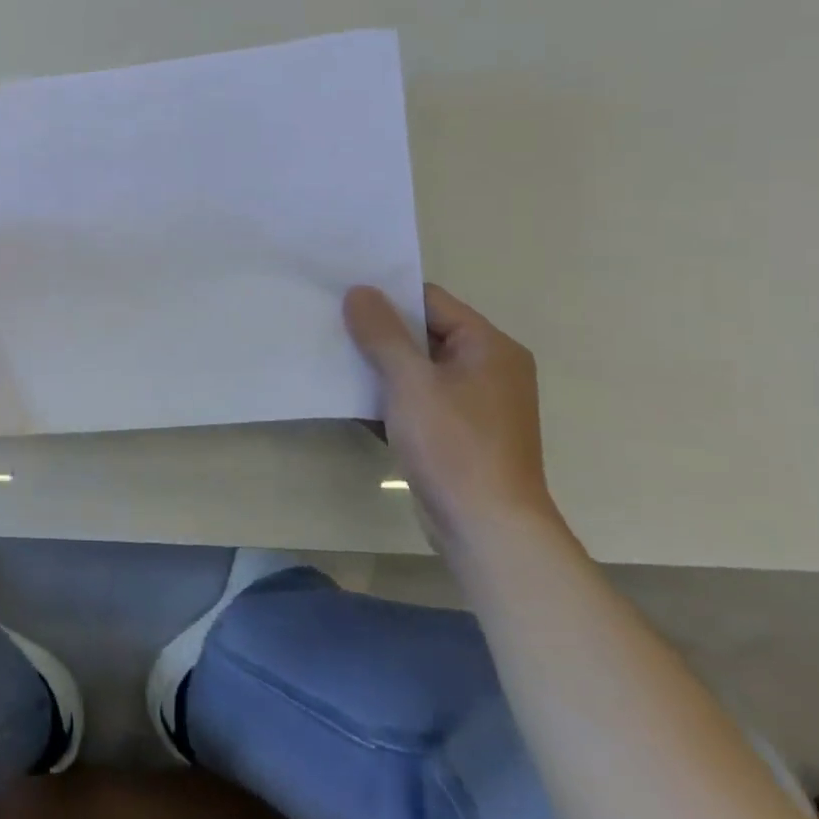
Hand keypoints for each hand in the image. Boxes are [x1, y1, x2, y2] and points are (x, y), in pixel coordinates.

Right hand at [343, 283, 560, 557]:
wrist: (487, 527)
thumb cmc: (454, 445)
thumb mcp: (411, 382)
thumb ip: (382, 333)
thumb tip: (359, 290)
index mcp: (490, 347)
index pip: (431, 302)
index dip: (387, 296)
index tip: (341, 296)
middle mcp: (489, 368)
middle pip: (424, 333)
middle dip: (378, 332)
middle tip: (328, 324)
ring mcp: (474, 403)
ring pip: (417, 368)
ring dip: (379, 365)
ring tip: (331, 356)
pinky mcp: (458, 432)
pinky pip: (418, 398)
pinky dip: (389, 395)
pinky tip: (351, 398)